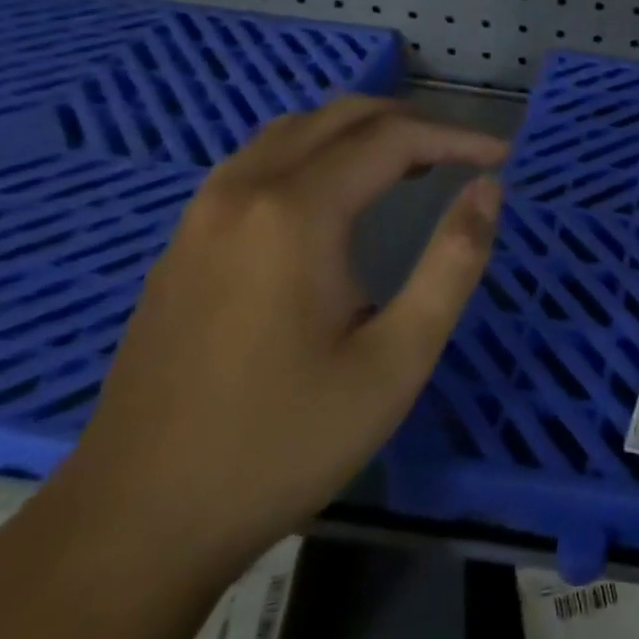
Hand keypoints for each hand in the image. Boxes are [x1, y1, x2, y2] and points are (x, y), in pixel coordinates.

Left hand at [59, 98, 507, 575]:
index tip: (501, 156)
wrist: (137, 521)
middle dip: (412, 124)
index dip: (455, 137)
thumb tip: (488, 189)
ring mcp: (202, 212)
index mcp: (296, 212)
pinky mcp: (183, 242)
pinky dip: (316, 151)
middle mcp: (243, 190)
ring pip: (294, 130)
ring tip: (410, 165)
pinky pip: (259, 160)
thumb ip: (452, 263)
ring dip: (360, 132)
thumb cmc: (283, 441)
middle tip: (462, 156)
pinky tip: (336, 195)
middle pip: (340, 117)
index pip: (391, 139)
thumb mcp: (396, 359)